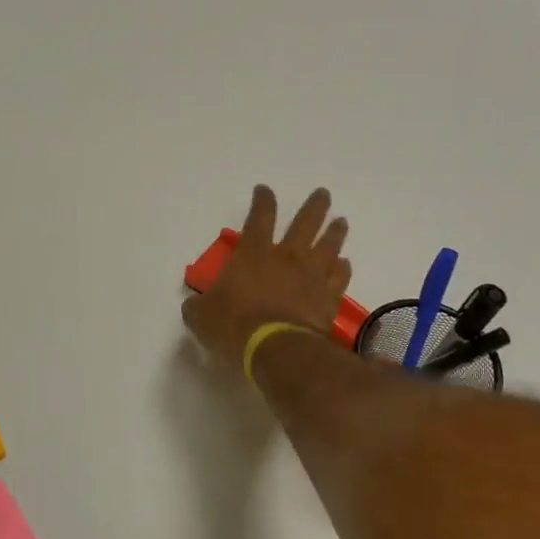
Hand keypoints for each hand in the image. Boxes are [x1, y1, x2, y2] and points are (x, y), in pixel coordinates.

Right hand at [182, 185, 351, 367]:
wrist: (276, 349)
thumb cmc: (234, 326)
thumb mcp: (201, 316)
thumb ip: (198, 306)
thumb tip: (195, 305)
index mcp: (253, 253)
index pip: (259, 217)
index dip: (262, 200)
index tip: (264, 190)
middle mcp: (287, 257)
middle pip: (306, 222)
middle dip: (315, 206)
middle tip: (324, 194)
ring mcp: (312, 276)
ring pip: (329, 245)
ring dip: (336, 232)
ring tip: (341, 222)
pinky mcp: (328, 298)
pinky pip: (340, 277)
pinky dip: (343, 269)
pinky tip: (344, 264)